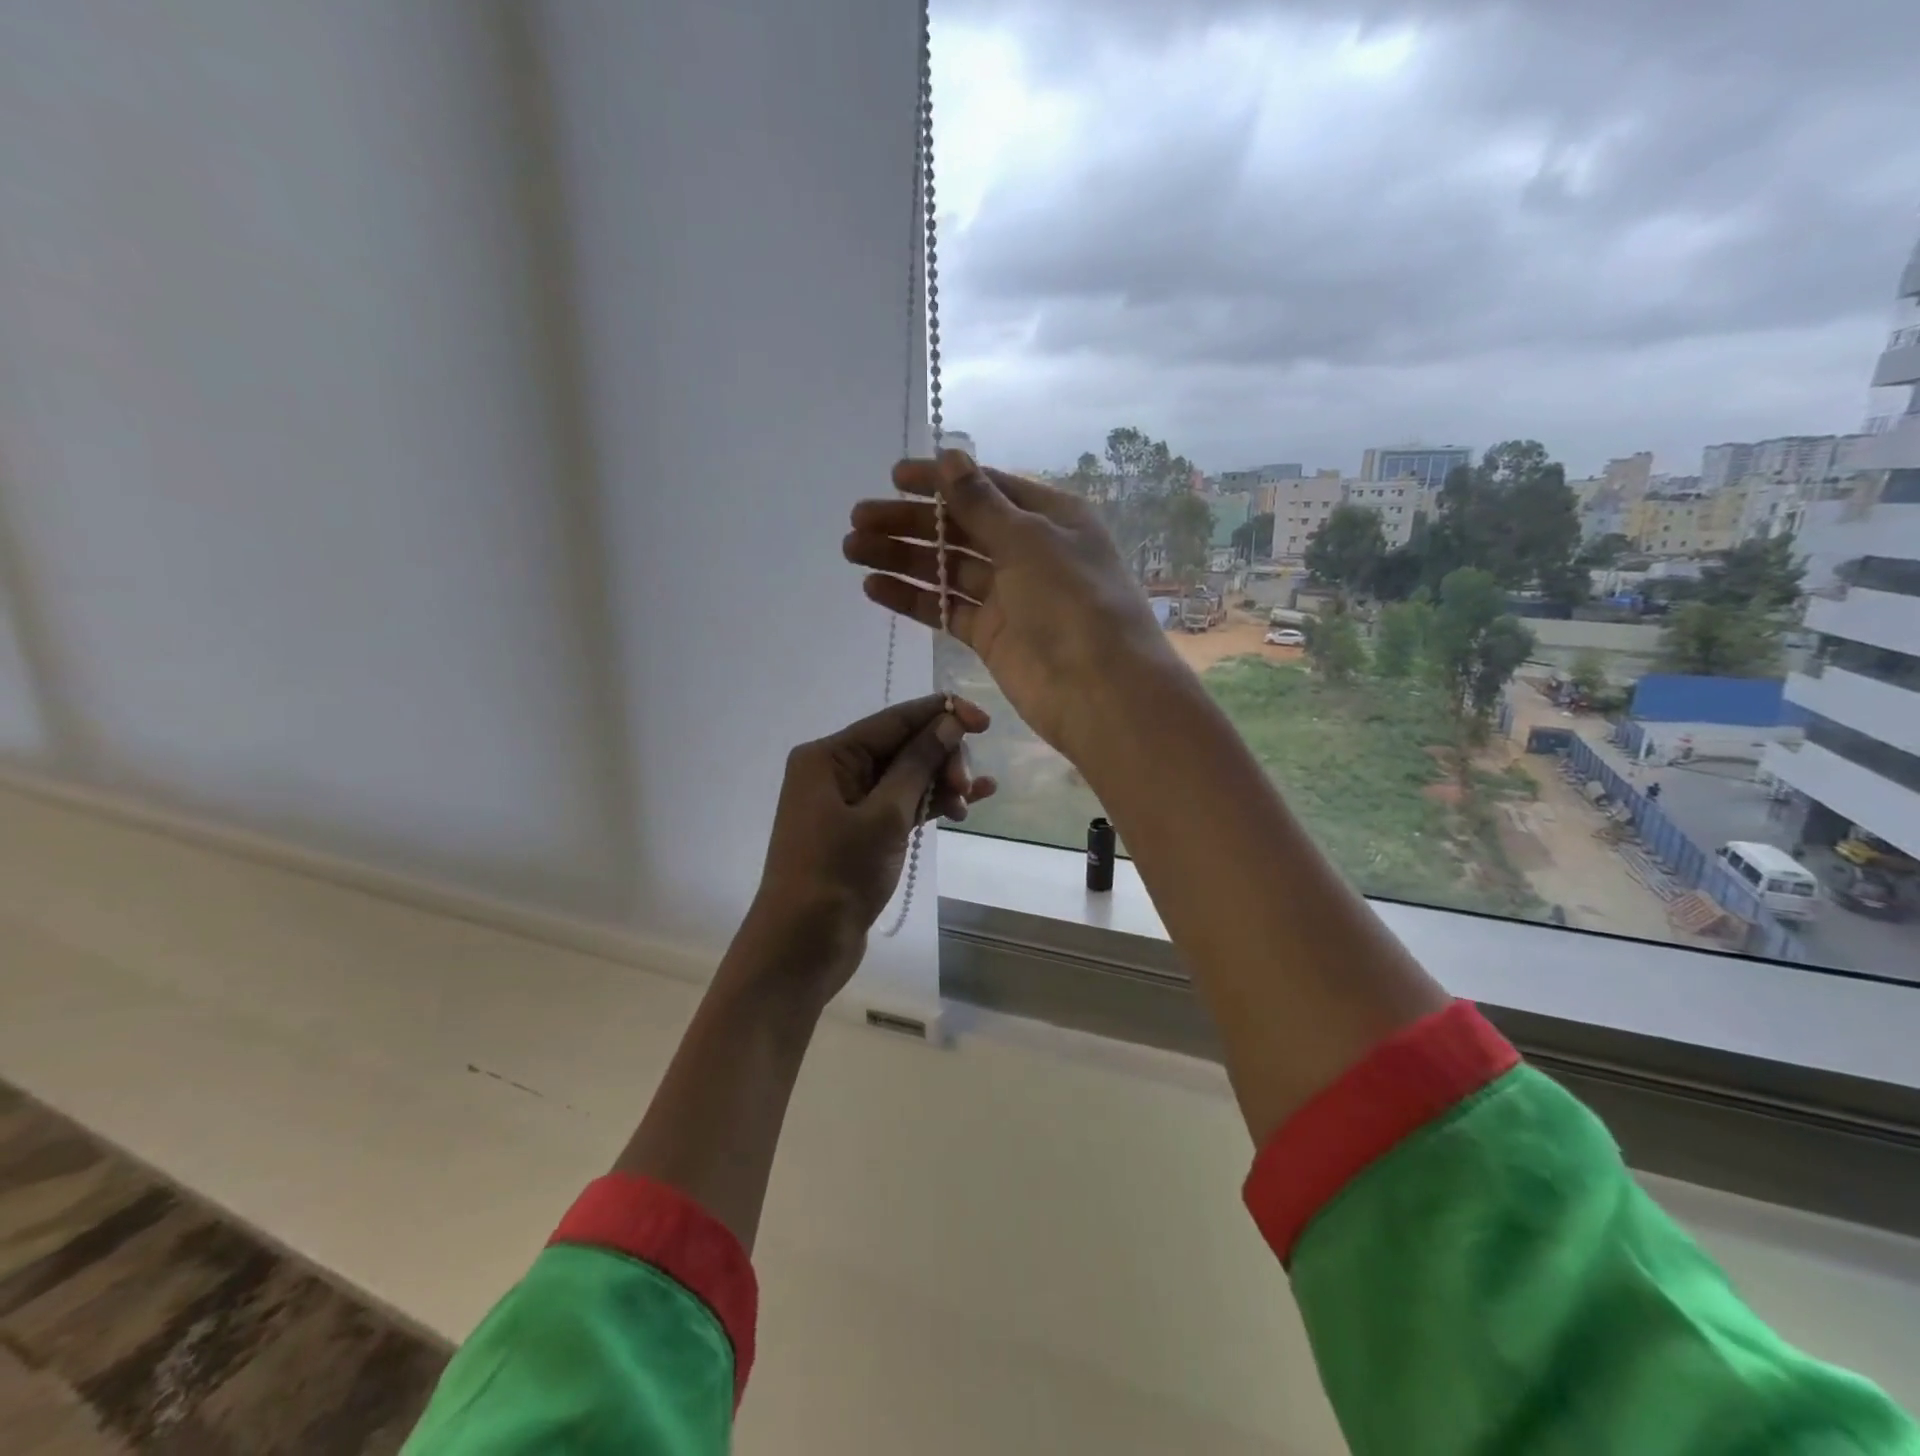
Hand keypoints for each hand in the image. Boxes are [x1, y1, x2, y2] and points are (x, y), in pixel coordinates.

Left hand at [744, 695, 994, 1006]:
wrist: (802, 947)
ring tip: (970, 802)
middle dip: (940, 759)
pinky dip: (929, 804)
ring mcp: (847, 802)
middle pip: (901, 746)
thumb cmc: (838, 874)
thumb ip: (918, 764)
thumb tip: (949, 721)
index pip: (894, 720)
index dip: (941, 714)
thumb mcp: (885, 815)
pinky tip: (966, 807)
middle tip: (966, 787)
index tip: (984, 721)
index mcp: (828, 756)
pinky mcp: (860, 831)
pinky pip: (901, 804)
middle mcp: (835, 770)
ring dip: (940, 783)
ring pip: (905, 777)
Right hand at [844, 451, 1181, 760]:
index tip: (894, 477)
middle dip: (910, 522)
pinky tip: (874, 587)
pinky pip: (946, 609)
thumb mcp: (1029, 540)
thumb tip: (951, 456)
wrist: (1099, 689)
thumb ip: (982, 503)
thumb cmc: (1072, 600)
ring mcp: (1009, 596)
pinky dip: (914, 598)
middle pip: (960, 529)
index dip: (940, 481)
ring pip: (947, 569)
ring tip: (853, 549)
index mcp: (1049, 518)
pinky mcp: (991, 635)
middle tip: (859, 519)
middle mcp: (1028, 552)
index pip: (986, 489)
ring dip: (903, 558)